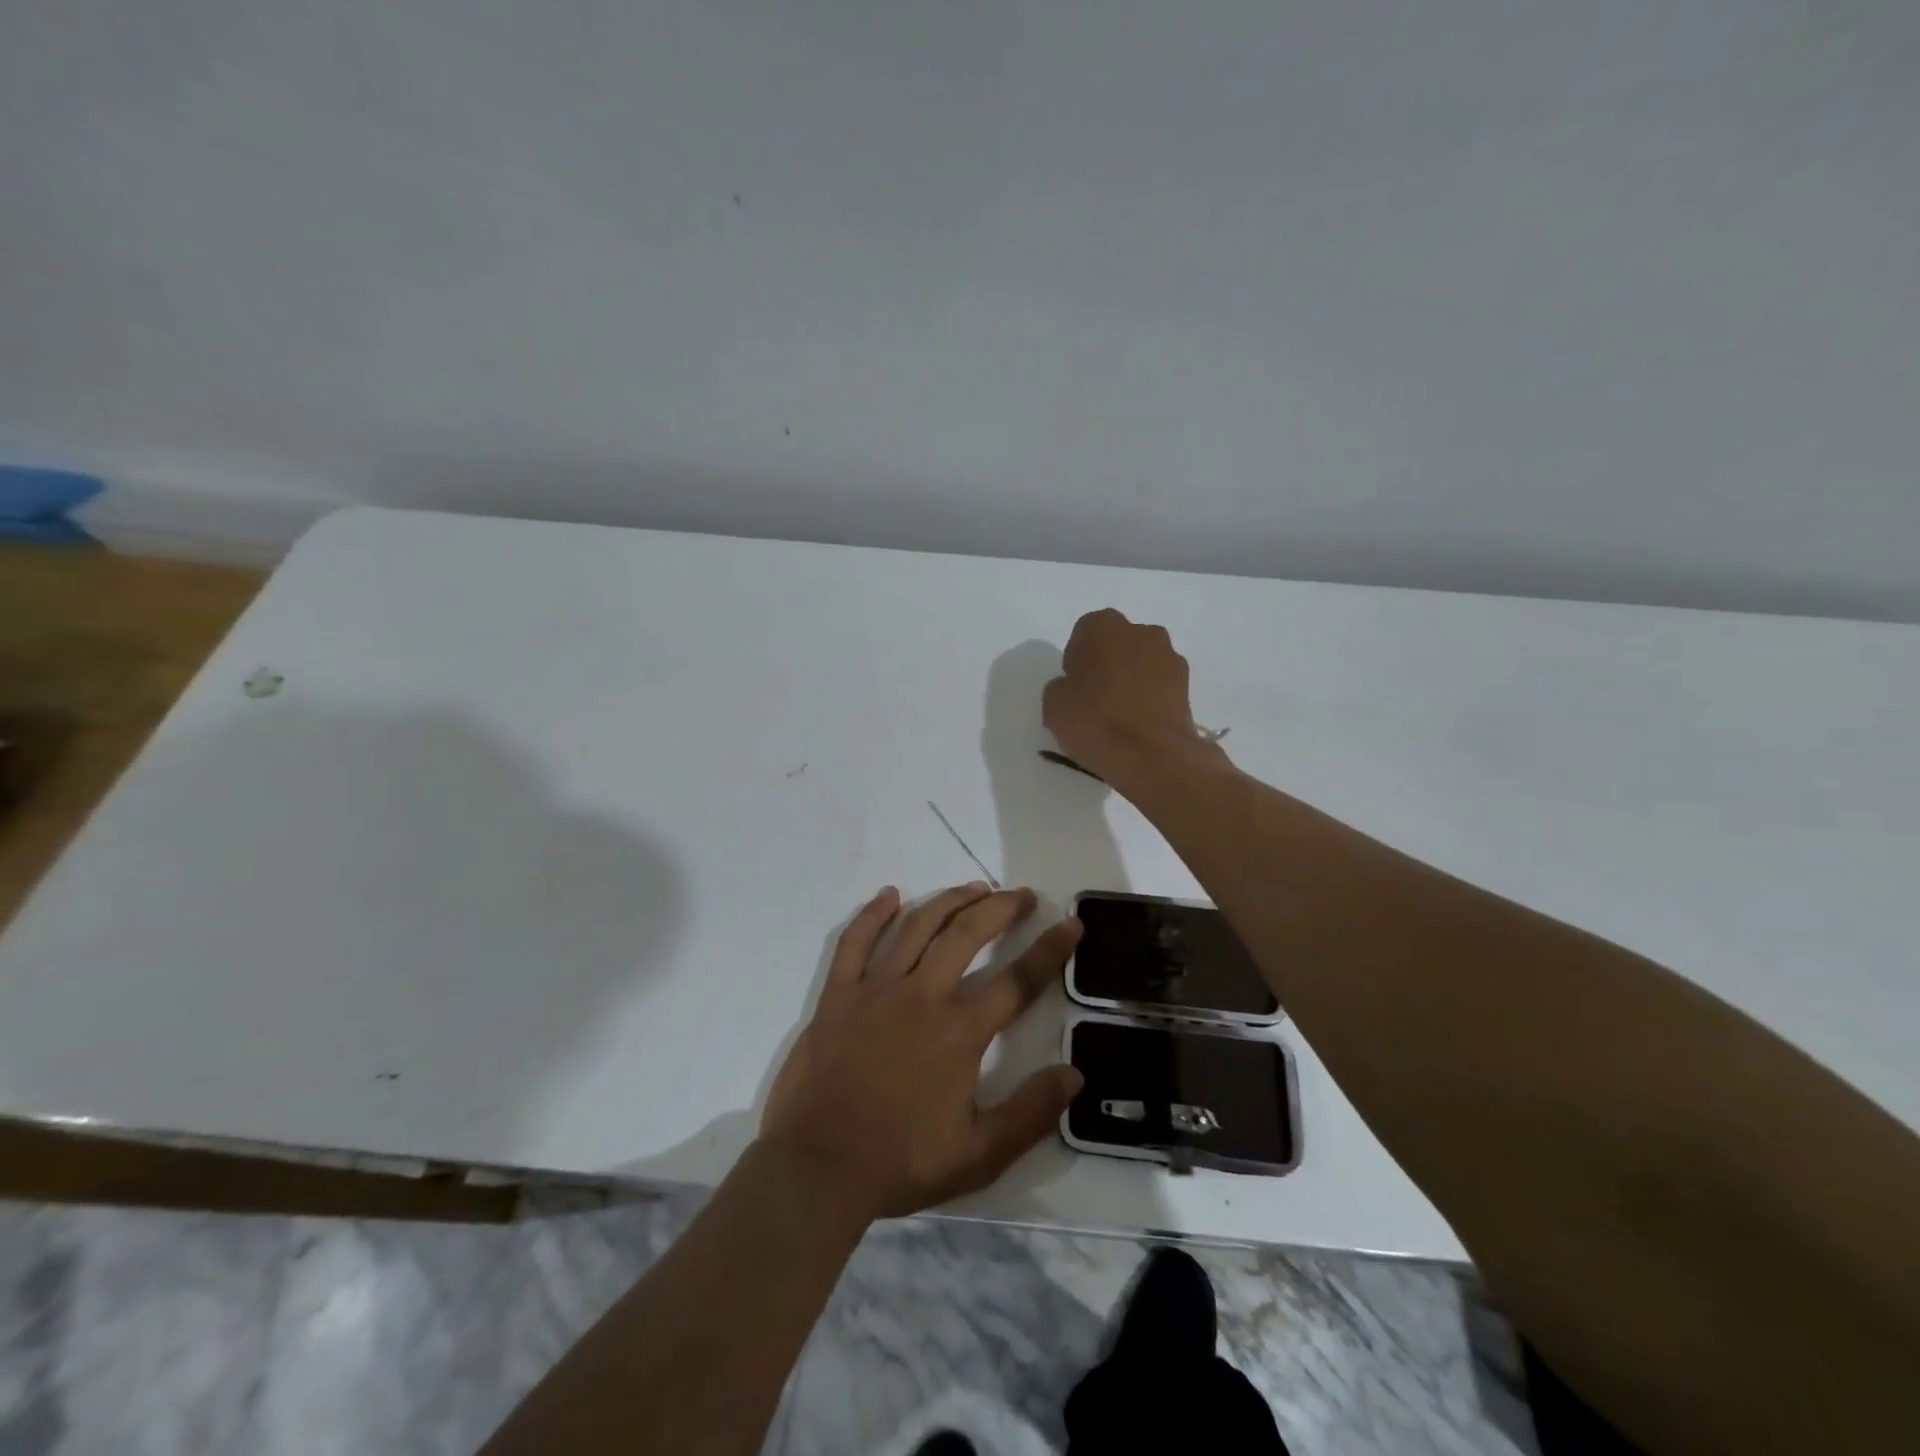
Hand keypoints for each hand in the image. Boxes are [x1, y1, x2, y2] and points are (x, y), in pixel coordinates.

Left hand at [760, 883, 1083, 1220]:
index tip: (1070, 924)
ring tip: (975, 887)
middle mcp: (922, 996)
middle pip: (967, 934)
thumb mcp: (979, 1155)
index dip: (1050, 949)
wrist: (818, 1169)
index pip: (1017, 981)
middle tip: (1021, 895)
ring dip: (949, 900)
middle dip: (1001, 908)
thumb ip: (1030, 1113)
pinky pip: (855, 941)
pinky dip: (873, 914)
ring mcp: (875, 989)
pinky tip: (890, 894)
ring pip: (917, 926)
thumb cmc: (901, 1162)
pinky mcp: (838, 994)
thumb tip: (1074, 1074)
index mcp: (959, 1032)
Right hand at [1043, 609, 1214, 786]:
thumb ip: (1061, 686)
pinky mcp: (1187, 684)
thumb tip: (1074, 688)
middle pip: (1117, 643)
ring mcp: (1169, 656)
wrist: (1151, 755)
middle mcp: (1140, 631)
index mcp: (1103, 626)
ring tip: (1121, 715)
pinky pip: (1159, 684)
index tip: (1074, 686)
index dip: (1077, 660)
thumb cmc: (1095, 722)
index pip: (1083, 634)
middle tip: (1096, 698)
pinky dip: (1150, 697)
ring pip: (1141, 662)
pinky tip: (1140, 723)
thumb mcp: (1053, 705)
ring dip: (1131, 679)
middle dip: (1107, 664)